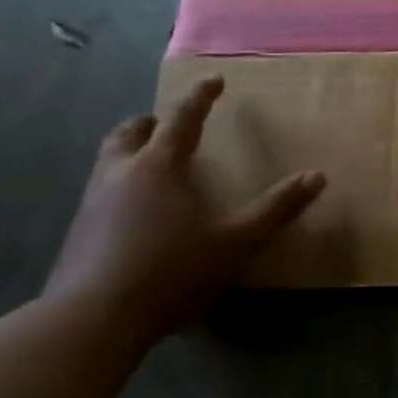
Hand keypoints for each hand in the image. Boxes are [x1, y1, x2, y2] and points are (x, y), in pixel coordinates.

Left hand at [44, 77, 323, 337]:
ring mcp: (92, 201)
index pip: (182, 119)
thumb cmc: (173, 270)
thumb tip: (318, 176)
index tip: (213, 80)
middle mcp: (120, 173)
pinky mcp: (79, 231)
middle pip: (131, 132)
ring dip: (132, 150)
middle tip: (169, 123)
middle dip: (152, 122)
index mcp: (159, 166)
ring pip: (110, 159)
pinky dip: (122, 182)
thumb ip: (277, 208)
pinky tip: (137, 210)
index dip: (200, 98)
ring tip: (154, 162)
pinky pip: (102, 190)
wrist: (94, 317)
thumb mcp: (237, 240)